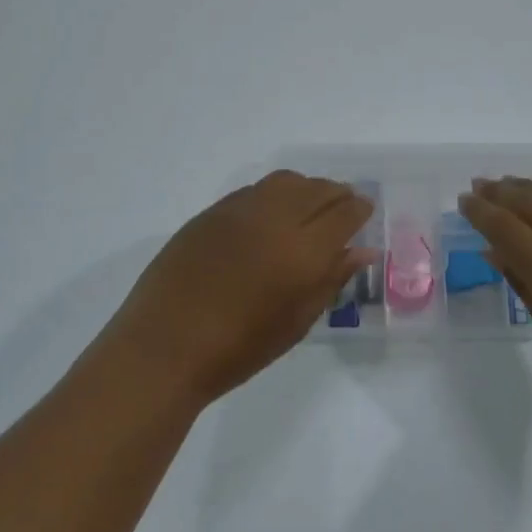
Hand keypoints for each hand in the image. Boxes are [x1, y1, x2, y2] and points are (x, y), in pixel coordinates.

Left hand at [101, 171, 373, 407]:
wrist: (165, 347)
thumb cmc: (238, 349)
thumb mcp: (296, 322)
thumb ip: (331, 280)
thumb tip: (362, 252)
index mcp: (302, 251)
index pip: (344, 214)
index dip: (359, 210)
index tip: (365, 213)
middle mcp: (274, 219)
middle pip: (317, 190)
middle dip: (337, 194)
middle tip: (344, 208)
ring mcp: (239, 210)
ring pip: (285, 182)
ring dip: (306, 189)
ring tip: (309, 208)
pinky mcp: (211, 212)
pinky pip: (254, 190)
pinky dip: (274, 194)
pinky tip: (271, 215)